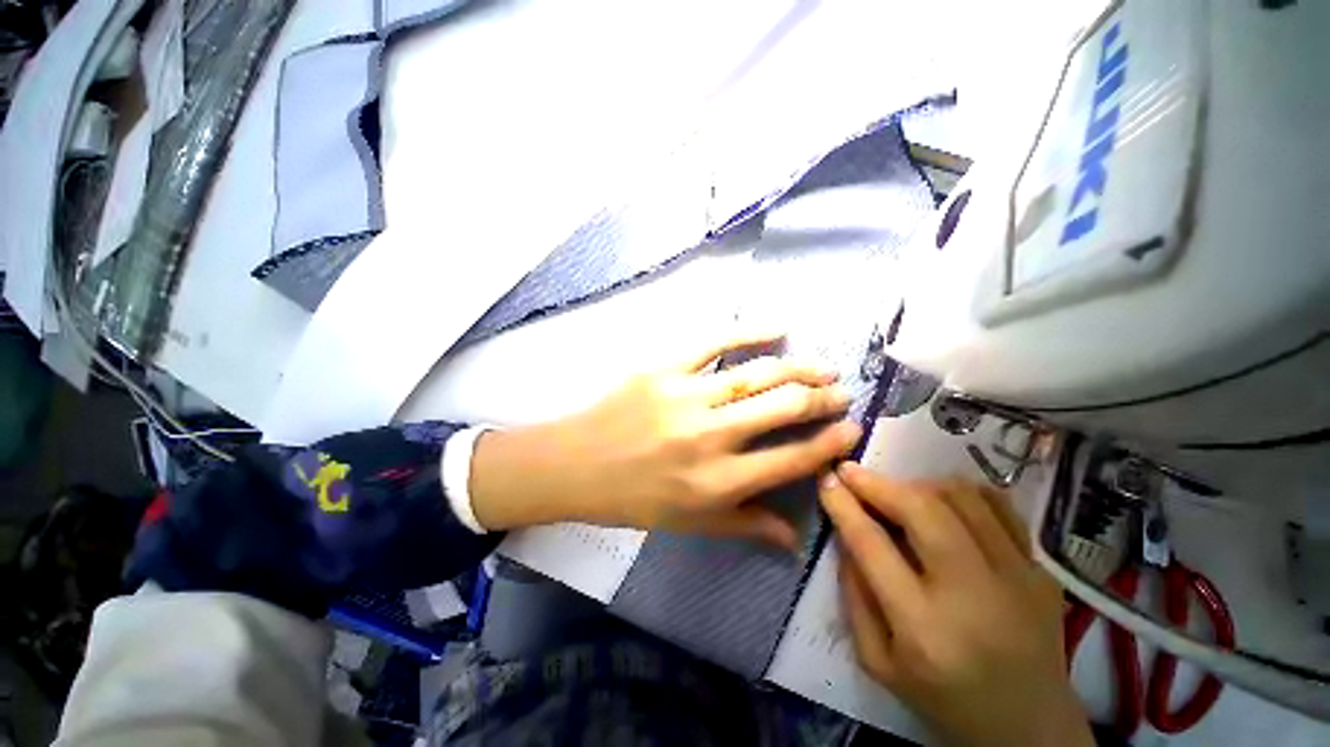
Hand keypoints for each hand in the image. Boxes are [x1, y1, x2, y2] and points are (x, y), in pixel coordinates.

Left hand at [469, 335, 861, 546]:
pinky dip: (748, 331)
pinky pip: (713, 342)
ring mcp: (687, 396)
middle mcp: (710, 436)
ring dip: (798, 367)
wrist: (576, 464)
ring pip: (757, 374)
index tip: (852, 429)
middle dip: (821, 398)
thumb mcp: (690, 524)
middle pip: (783, 408)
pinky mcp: (664, 368)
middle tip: (842, 391)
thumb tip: (795, 538)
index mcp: (718, 481)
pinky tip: (776, 327)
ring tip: (824, 365)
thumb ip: (745, 525)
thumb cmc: (633, 499)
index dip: (829, 443)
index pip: (791, 458)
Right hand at [820, 465, 1093, 746]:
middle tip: (853, 473)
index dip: (843, 503)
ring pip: (960, 497)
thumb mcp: (877, 660)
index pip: (871, 543)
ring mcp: (1018, 578)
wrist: (1031, 729)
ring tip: (897, 494)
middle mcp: (973, 594)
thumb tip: (845, 531)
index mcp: (923, 627)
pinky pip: (999, 507)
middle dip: (877, 483)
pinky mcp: (1042, 570)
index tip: (827, 479)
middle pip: (921, 509)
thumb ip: (854, 593)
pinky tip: (942, 503)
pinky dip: (961, 492)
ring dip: (917, 484)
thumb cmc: (942, 700)